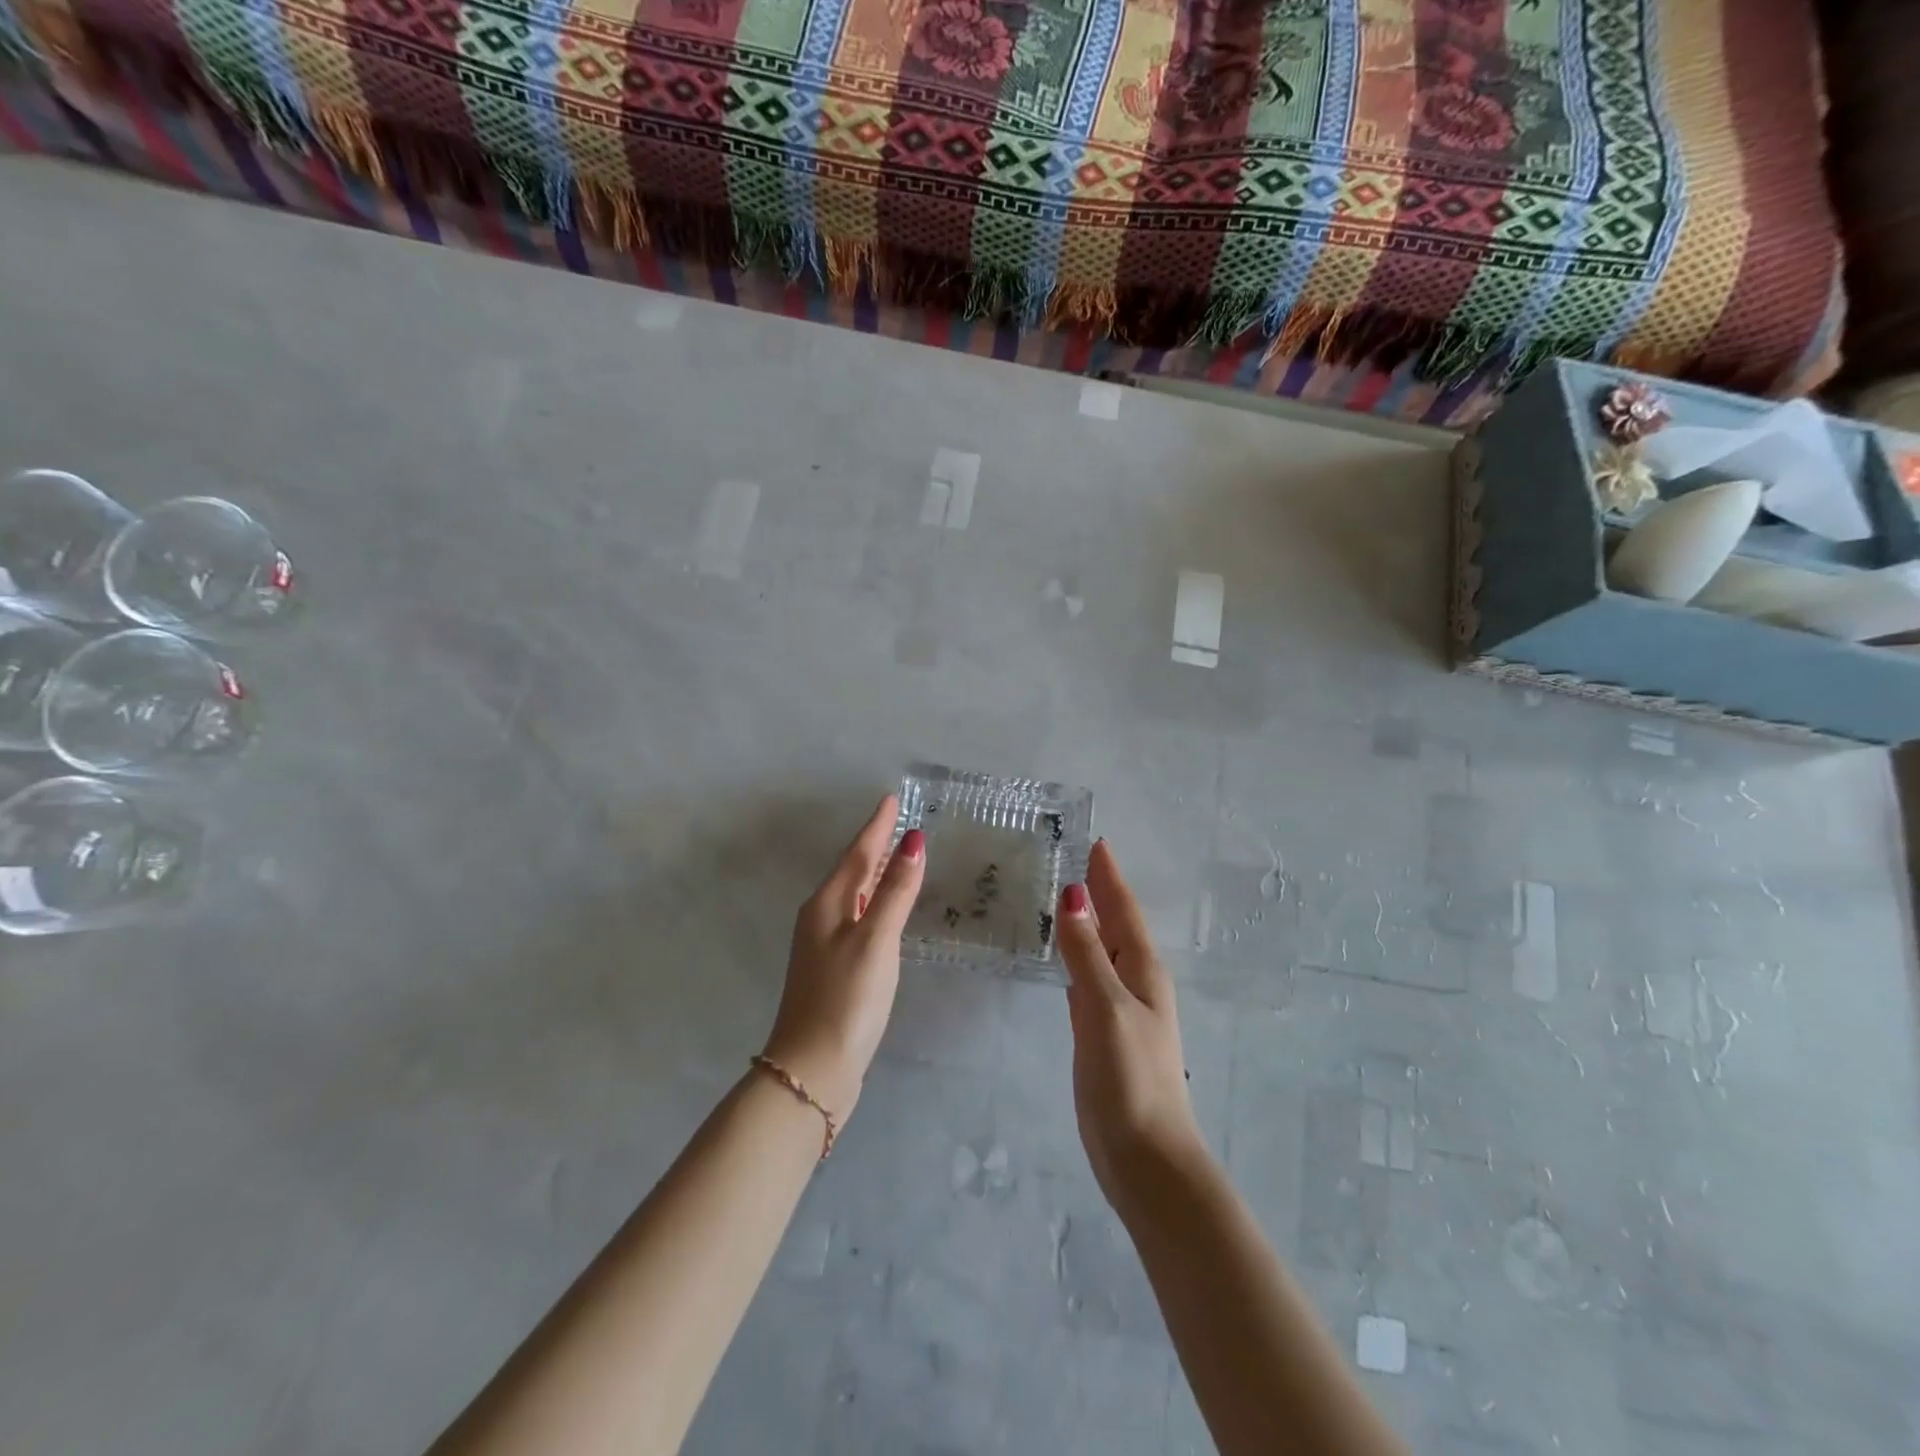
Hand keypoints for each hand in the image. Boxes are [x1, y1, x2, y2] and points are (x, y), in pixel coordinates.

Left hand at [763, 795, 925, 1122]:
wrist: (813, 1069)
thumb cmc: (847, 999)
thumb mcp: (876, 940)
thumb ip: (895, 891)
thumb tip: (913, 840)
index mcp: (827, 905)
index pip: (858, 853)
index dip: (877, 826)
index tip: (891, 798)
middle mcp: (821, 917)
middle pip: (852, 870)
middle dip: (874, 844)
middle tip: (897, 820)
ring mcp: (824, 944)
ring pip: (853, 894)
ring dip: (874, 872)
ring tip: (895, 854)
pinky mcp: (834, 968)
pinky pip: (857, 917)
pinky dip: (874, 901)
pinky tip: (884, 909)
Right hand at [1055, 841, 1205, 1212]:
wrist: (1145, 1156)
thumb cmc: (1131, 1078)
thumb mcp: (1106, 1008)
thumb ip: (1087, 954)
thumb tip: (1072, 897)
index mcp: (1143, 970)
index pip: (1122, 910)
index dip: (1108, 877)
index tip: (1096, 842)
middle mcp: (1136, 983)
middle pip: (1116, 925)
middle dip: (1100, 892)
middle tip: (1077, 859)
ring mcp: (1121, 1009)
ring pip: (1103, 951)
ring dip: (1089, 923)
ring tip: (1068, 897)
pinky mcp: (1104, 1034)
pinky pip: (1090, 979)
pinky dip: (1078, 957)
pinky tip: (1066, 956)